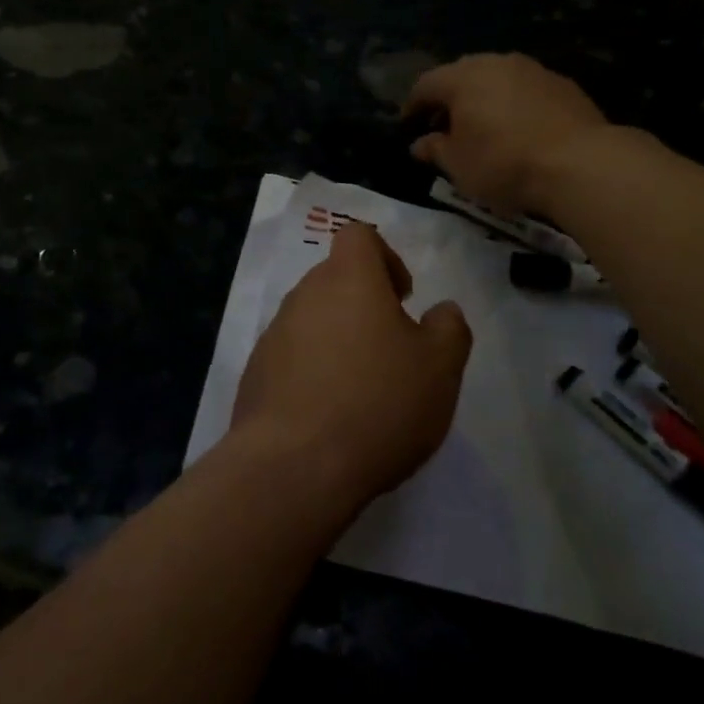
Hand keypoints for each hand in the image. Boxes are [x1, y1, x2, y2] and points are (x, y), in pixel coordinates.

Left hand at [228, 223, 471, 512]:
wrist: (295, 466)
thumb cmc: (378, 404)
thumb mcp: (440, 367)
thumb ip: (449, 328)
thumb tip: (441, 311)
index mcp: (348, 279)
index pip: (359, 237)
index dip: (385, 258)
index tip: (403, 299)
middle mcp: (304, 296)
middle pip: (335, 279)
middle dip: (364, 304)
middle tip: (391, 350)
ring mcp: (273, 335)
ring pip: (313, 320)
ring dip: (338, 339)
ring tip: (362, 389)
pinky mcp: (255, 373)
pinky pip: (291, 357)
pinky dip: (312, 372)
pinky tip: (330, 415)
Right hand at [405, 53, 610, 215]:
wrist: (580, 163)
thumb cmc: (504, 164)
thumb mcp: (458, 166)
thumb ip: (435, 149)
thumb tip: (419, 143)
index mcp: (463, 78)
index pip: (425, 85)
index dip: (412, 106)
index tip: (408, 127)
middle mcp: (496, 62)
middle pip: (461, 75)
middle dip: (448, 100)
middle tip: (444, 127)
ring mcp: (533, 70)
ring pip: (496, 79)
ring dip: (483, 100)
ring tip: (481, 129)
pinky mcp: (562, 84)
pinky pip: (524, 90)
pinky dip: (512, 105)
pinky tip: (517, 130)